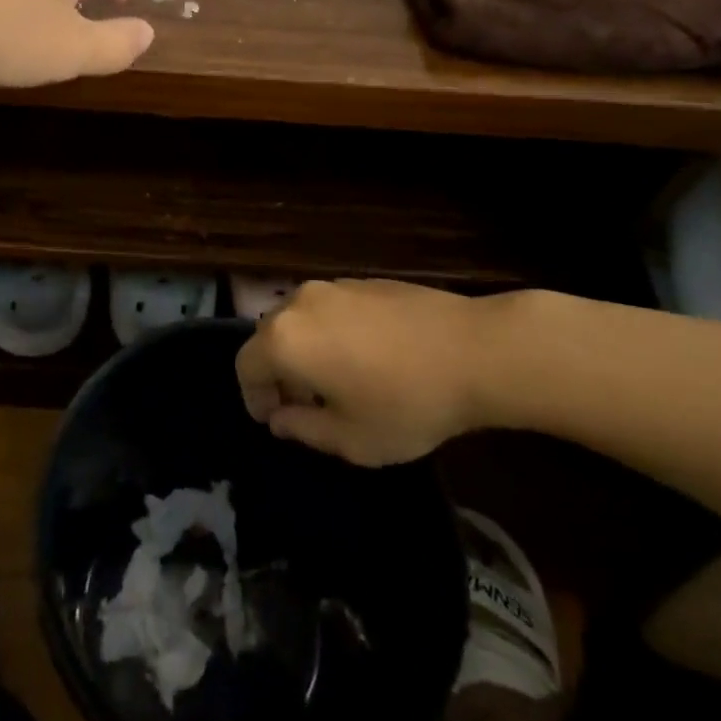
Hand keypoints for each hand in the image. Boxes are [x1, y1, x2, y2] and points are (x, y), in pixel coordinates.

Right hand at [236, 279, 526, 465]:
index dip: (253, 397)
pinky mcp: (362, 281)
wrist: (474, 350)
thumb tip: (280, 417)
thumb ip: (302, 429)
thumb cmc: (406, 402)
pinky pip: (329, 309)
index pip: (245, 366)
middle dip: (277, 373)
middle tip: (304, 406)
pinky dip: (330, 333)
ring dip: (304, 350)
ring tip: (337, 382)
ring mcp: (332, 287)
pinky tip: (367, 358)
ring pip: (299, 320)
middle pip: (268, 338)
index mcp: (285, 340)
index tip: (274, 421)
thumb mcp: (352, 439)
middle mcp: (299, 303)